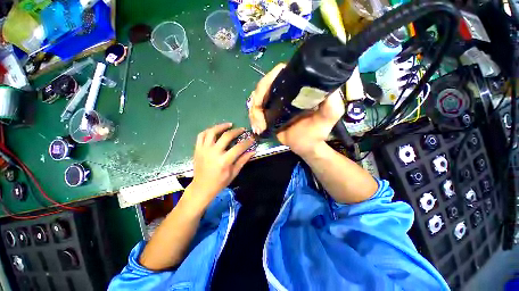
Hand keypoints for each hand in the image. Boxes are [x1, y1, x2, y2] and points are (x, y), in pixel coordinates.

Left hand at [187, 123, 254, 206]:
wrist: (201, 187)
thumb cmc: (220, 182)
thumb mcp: (234, 173)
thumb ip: (243, 160)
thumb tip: (253, 151)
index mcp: (224, 161)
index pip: (238, 147)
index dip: (247, 142)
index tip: (252, 138)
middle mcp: (213, 153)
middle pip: (226, 136)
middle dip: (236, 131)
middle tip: (242, 129)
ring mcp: (204, 150)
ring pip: (212, 132)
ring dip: (221, 126)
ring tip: (229, 124)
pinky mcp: (197, 149)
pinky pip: (201, 135)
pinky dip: (209, 130)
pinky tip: (215, 130)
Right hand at [248, 64, 344, 156]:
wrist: (305, 146)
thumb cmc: (317, 132)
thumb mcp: (329, 117)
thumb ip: (331, 103)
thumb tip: (326, 86)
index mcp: (298, 87)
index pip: (280, 73)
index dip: (268, 81)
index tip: (263, 97)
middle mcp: (285, 91)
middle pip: (263, 86)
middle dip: (257, 101)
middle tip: (259, 118)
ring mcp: (275, 102)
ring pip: (256, 99)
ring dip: (254, 113)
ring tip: (259, 127)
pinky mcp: (269, 112)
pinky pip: (256, 110)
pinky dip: (253, 118)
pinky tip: (258, 128)